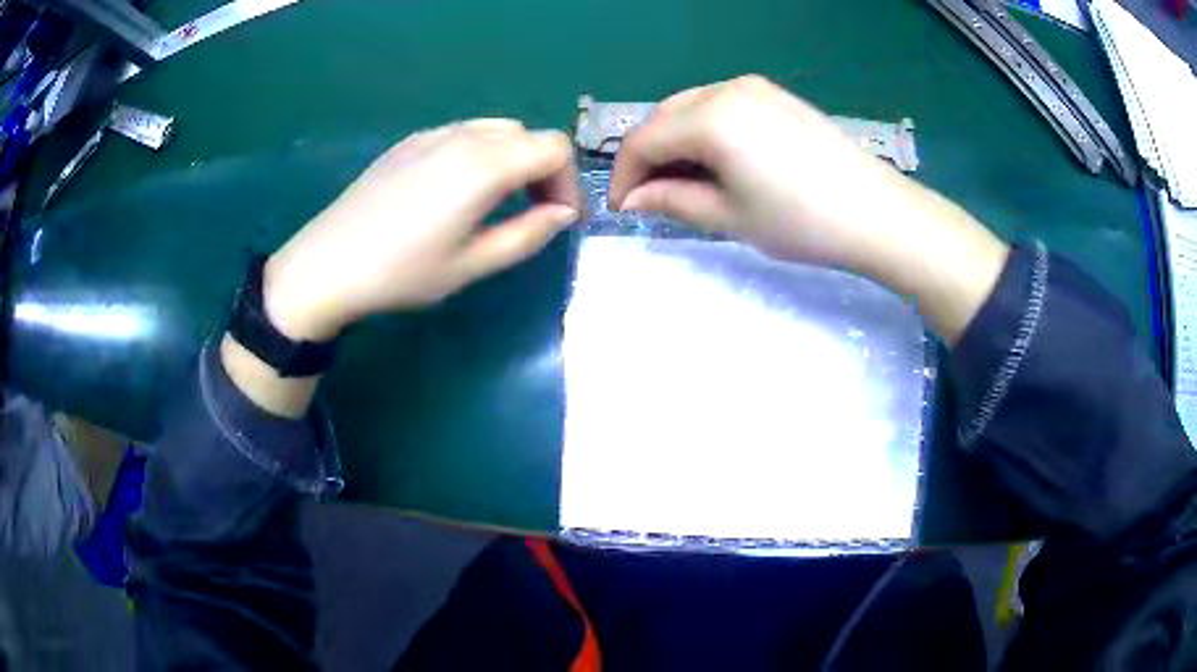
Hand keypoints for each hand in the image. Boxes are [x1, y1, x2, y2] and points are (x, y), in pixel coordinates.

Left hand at [263, 120, 581, 341]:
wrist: (327, 265)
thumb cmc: (402, 272)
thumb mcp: (473, 264)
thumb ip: (527, 234)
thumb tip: (562, 213)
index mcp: (485, 165)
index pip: (553, 148)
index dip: (567, 182)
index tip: (559, 219)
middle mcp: (462, 136)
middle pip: (527, 134)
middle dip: (543, 170)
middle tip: (534, 212)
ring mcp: (432, 134)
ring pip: (494, 129)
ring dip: (512, 159)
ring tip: (499, 201)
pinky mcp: (408, 142)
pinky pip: (461, 134)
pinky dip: (480, 154)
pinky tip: (457, 191)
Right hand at [608, 75, 1007, 342]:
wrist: (876, 213)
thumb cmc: (801, 221)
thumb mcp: (728, 217)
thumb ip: (671, 201)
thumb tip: (633, 200)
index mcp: (709, 117)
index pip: (643, 141)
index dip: (623, 177)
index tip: (620, 210)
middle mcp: (725, 89)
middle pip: (664, 118)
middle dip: (648, 158)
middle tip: (650, 199)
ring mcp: (754, 88)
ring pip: (691, 110)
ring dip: (675, 144)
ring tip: (682, 185)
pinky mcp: (775, 97)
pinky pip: (721, 108)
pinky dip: (704, 134)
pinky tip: (715, 163)